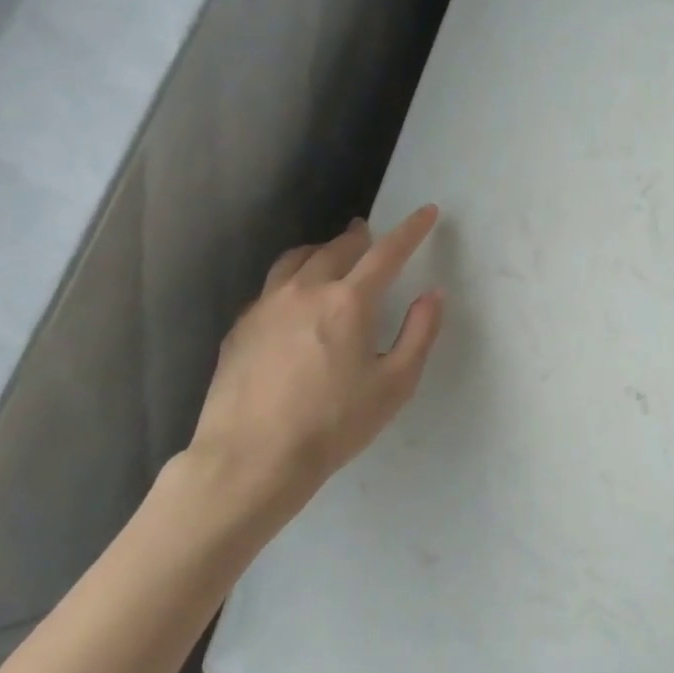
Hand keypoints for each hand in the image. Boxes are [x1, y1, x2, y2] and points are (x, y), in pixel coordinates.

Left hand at [180, 206, 444, 535]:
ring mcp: (266, 306)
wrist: (251, 460)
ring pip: (296, 260)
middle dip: (360, 237)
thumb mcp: (395, 385)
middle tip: (370, 234)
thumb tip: (433, 295)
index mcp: (349, 302)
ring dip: (321, 251)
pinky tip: (294, 302)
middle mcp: (305, 290)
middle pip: (336, 248)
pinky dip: (292, 280)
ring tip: (330, 256)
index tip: (426, 212)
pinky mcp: (240, 327)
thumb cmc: (333, 425)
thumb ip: (419, 334)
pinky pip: (271, 288)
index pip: (387, 252)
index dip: (411, 229)